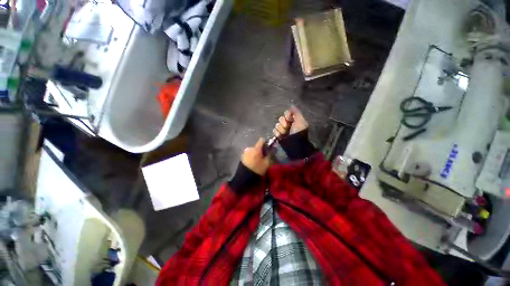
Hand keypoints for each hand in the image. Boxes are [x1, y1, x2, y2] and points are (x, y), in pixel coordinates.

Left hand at [241, 138, 271, 174]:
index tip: (269, 148)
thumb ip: (270, 155)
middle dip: (261, 150)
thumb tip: (273, 149)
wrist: (244, 177)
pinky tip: (253, 163)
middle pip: (257, 146)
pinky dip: (252, 156)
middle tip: (264, 157)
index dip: (266, 143)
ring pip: (253, 150)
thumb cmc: (257, 169)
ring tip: (258, 161)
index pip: (262, 140)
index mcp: (256, 148)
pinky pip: (249, 154)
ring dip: (256, 153)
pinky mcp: (242, 157)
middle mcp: (249, 148)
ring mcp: (245, 152)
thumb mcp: (267, 163)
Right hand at [273, 107, 308, 137]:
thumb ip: (296, 112)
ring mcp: (283, 130)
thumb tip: (291, 105)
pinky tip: (281, 136)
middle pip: (281, 118)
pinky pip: (274, 131)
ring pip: (277, 125)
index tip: (290, 119)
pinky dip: (277, 133)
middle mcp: (288, 124)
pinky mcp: (278, 135)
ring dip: (281, 129)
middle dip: (283, 123)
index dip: (287, 115)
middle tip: (287, 127)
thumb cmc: (299, 132)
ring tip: (285, 133)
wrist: (295, 144)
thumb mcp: (301, 121)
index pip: (286, 113)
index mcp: (294, 119)